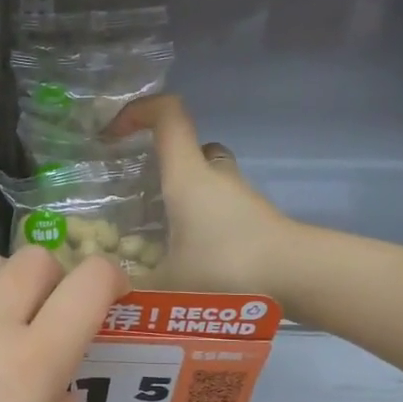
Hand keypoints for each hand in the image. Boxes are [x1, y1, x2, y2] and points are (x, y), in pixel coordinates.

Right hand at [113, 94, 296, 296]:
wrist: (295, 277)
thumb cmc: (225, 267)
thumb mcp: (166, 285)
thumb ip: (132, 287)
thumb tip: (107, 290)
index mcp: (187, 175)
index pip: (167, 115)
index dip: (138, 111)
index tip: (112, 134)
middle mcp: (214, 175)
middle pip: (187, 149)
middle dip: (159, 164)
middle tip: (135, 195)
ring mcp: (238, 195)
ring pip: (204, 179)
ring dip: (181, 197)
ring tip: (156, 234)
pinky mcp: (254, 218)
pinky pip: (218, 207)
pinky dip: (200, 221)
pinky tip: (186, 257)